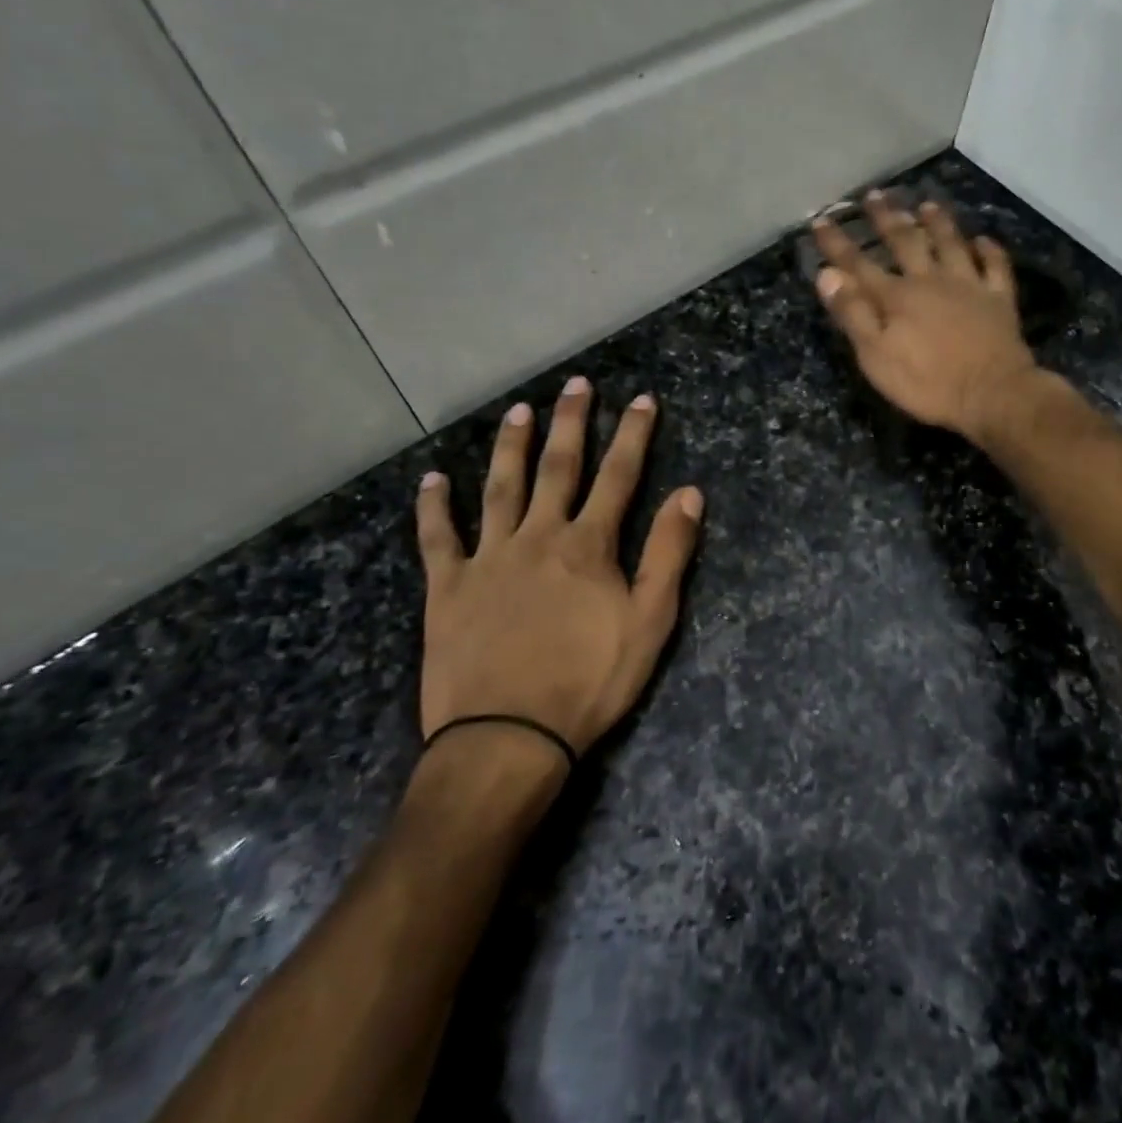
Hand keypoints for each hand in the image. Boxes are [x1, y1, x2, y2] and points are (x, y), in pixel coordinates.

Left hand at [413, 377, 702, 757]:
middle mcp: (538, 536)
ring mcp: (488, 558)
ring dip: (510, 447)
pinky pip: (438, 538)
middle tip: (576, 384)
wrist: (508, 737)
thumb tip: (689, 493)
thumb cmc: (590, 681)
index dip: (633, 434)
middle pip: (558, 468)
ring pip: (499, 488)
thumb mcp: (650, 621)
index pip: (618, 476)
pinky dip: (434, 507)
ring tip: (518, 411)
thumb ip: (669, 553)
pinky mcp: (448, 587)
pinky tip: (432, 480)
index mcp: (588, 545)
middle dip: (571, 423)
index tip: (641, 399)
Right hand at [811, 192, 1039, 440]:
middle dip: (887, 218)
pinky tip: (984, 240)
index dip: (838, 243)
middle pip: (906, 242)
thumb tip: (827, 274)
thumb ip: (853, 314)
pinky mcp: (999, 300)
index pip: (858, 264)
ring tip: (927, 204)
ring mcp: (969, 286)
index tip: (821, 220)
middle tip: (875, 195)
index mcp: (896, 297)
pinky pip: (995, 267)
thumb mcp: (876, 356)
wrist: (992, 394)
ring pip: (951, 244)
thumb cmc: (928, 383)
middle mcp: (931, 280)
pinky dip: (989, 251)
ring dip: (938, 223)